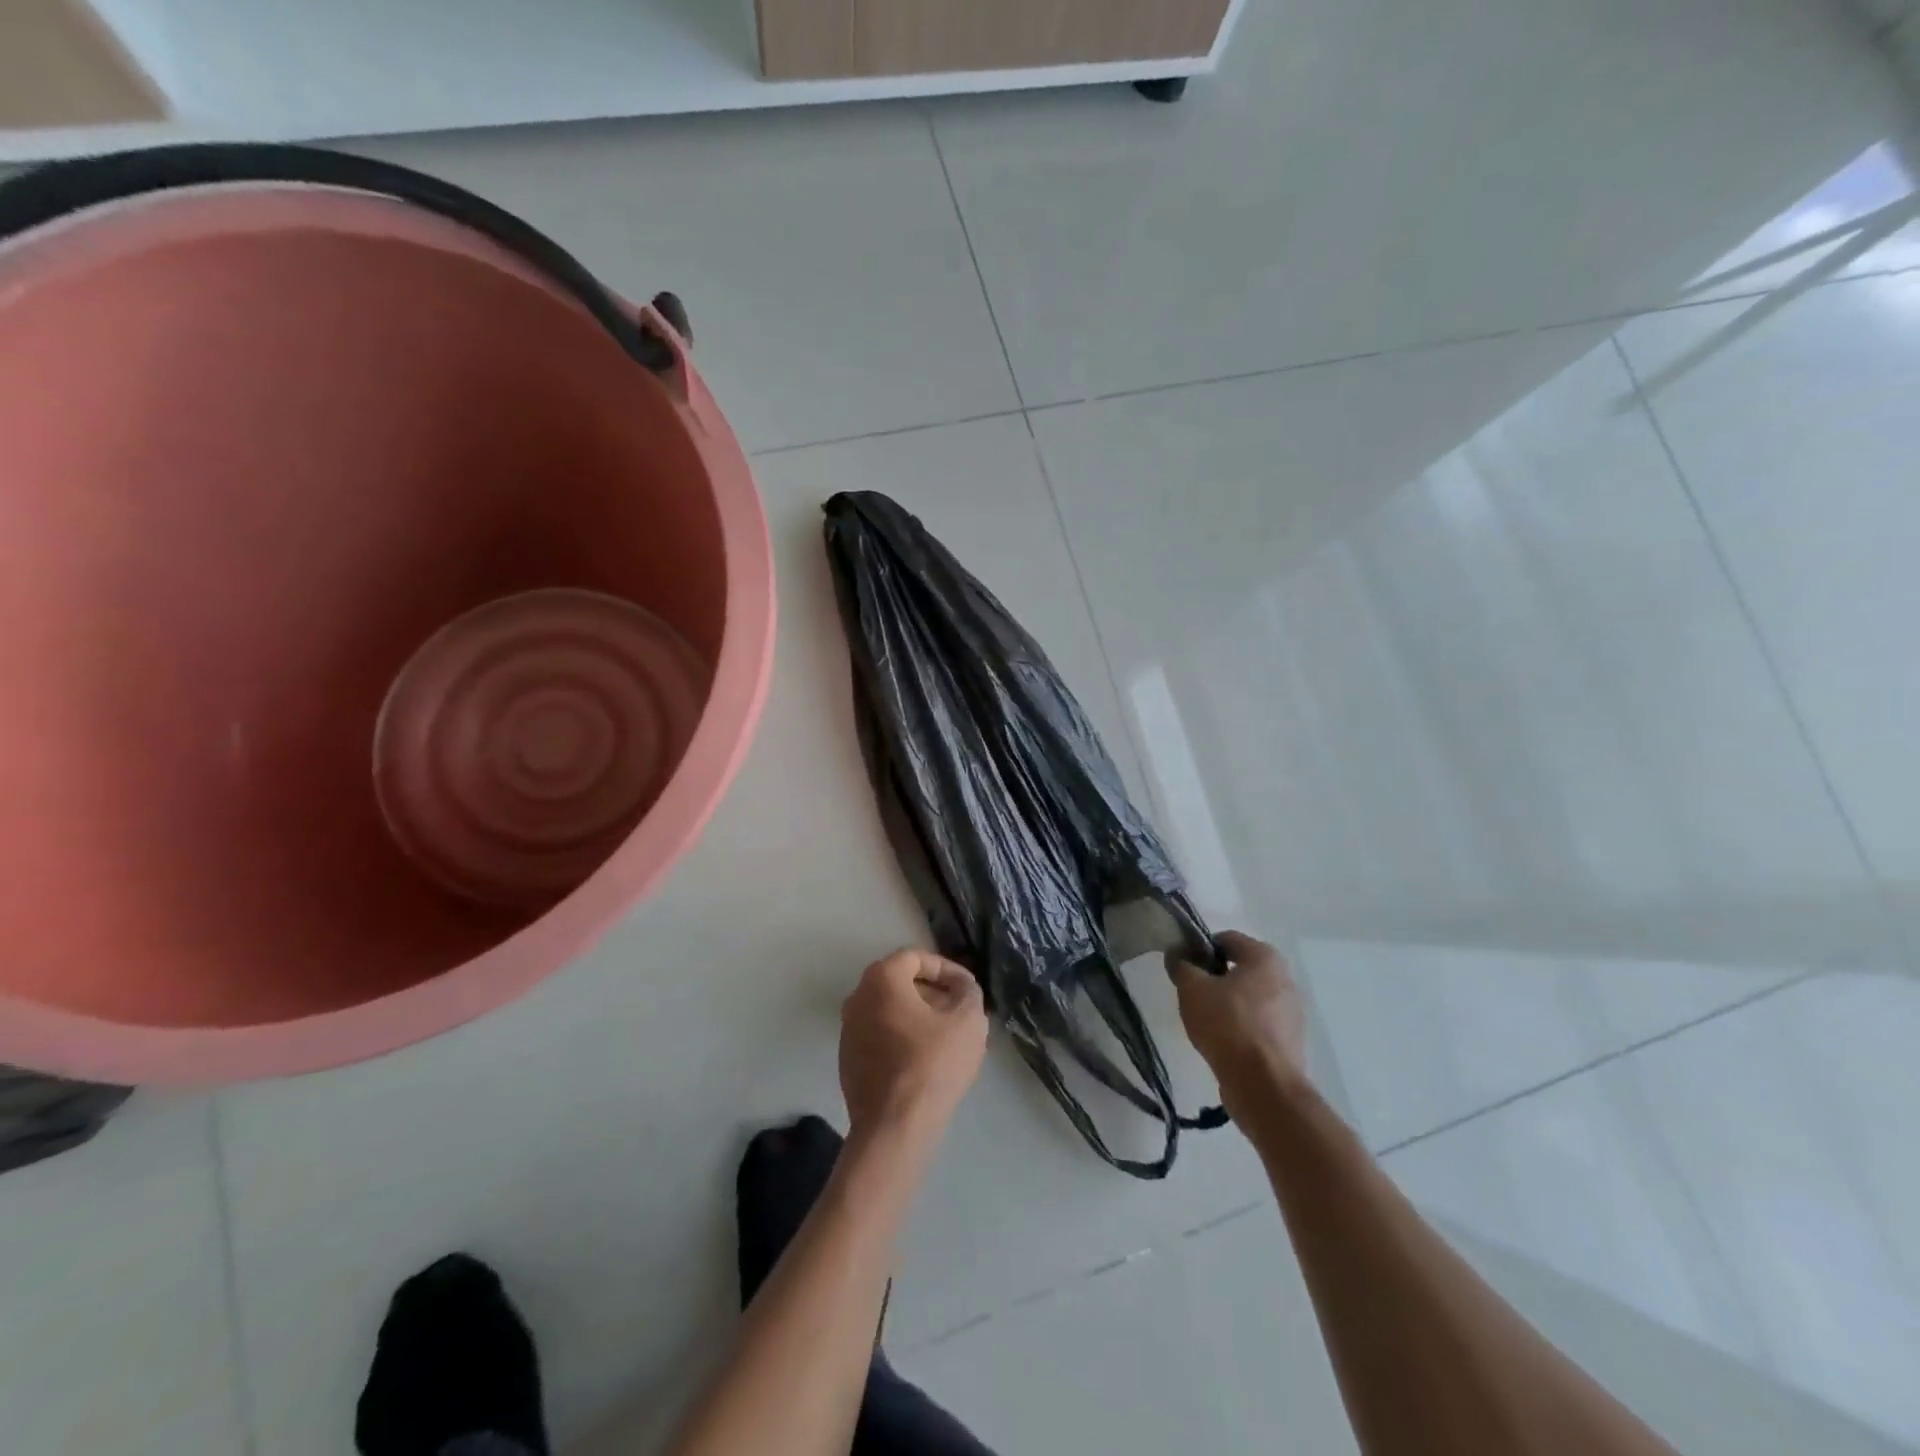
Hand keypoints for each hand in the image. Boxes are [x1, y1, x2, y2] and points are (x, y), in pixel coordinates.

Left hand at [839, 949, 987, 1136]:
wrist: (894, 1127)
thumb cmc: (932, 1064)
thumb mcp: (967, 1020)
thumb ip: (969, 991)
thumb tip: (962, 987)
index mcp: (881, 979)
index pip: (916, 958)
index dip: (947, 969)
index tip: (968, 989)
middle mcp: (857, 997)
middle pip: (900, 982)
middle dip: (933, 992)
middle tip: (960, 1010)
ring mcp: (848, 1030)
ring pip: (890, 1010)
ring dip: (919, 1015)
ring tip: (948, 1035)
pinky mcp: (848, 1060)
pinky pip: (881, 1035)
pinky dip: (903, 1037)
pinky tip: (926, 1059)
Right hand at [1166, 931, 1308, 1114]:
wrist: (1263, 1085)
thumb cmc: (1227, 1025)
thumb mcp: (1192, 989)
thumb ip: (1181, 966)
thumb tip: (1177, 954)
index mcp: (1265, 958)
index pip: (1226, 939)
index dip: (1201, 949)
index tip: (1184, 967)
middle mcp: (1285, 979)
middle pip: (1240, 968)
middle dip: (1214, 978)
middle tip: (1192, 994)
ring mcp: (1291, 1012)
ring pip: (1249, 997)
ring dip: (1227, 1003)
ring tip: (1205, 1022)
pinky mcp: (1290, 1041)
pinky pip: (1258, 1023)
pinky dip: (1241, 1026)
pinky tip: (1223, 1042)